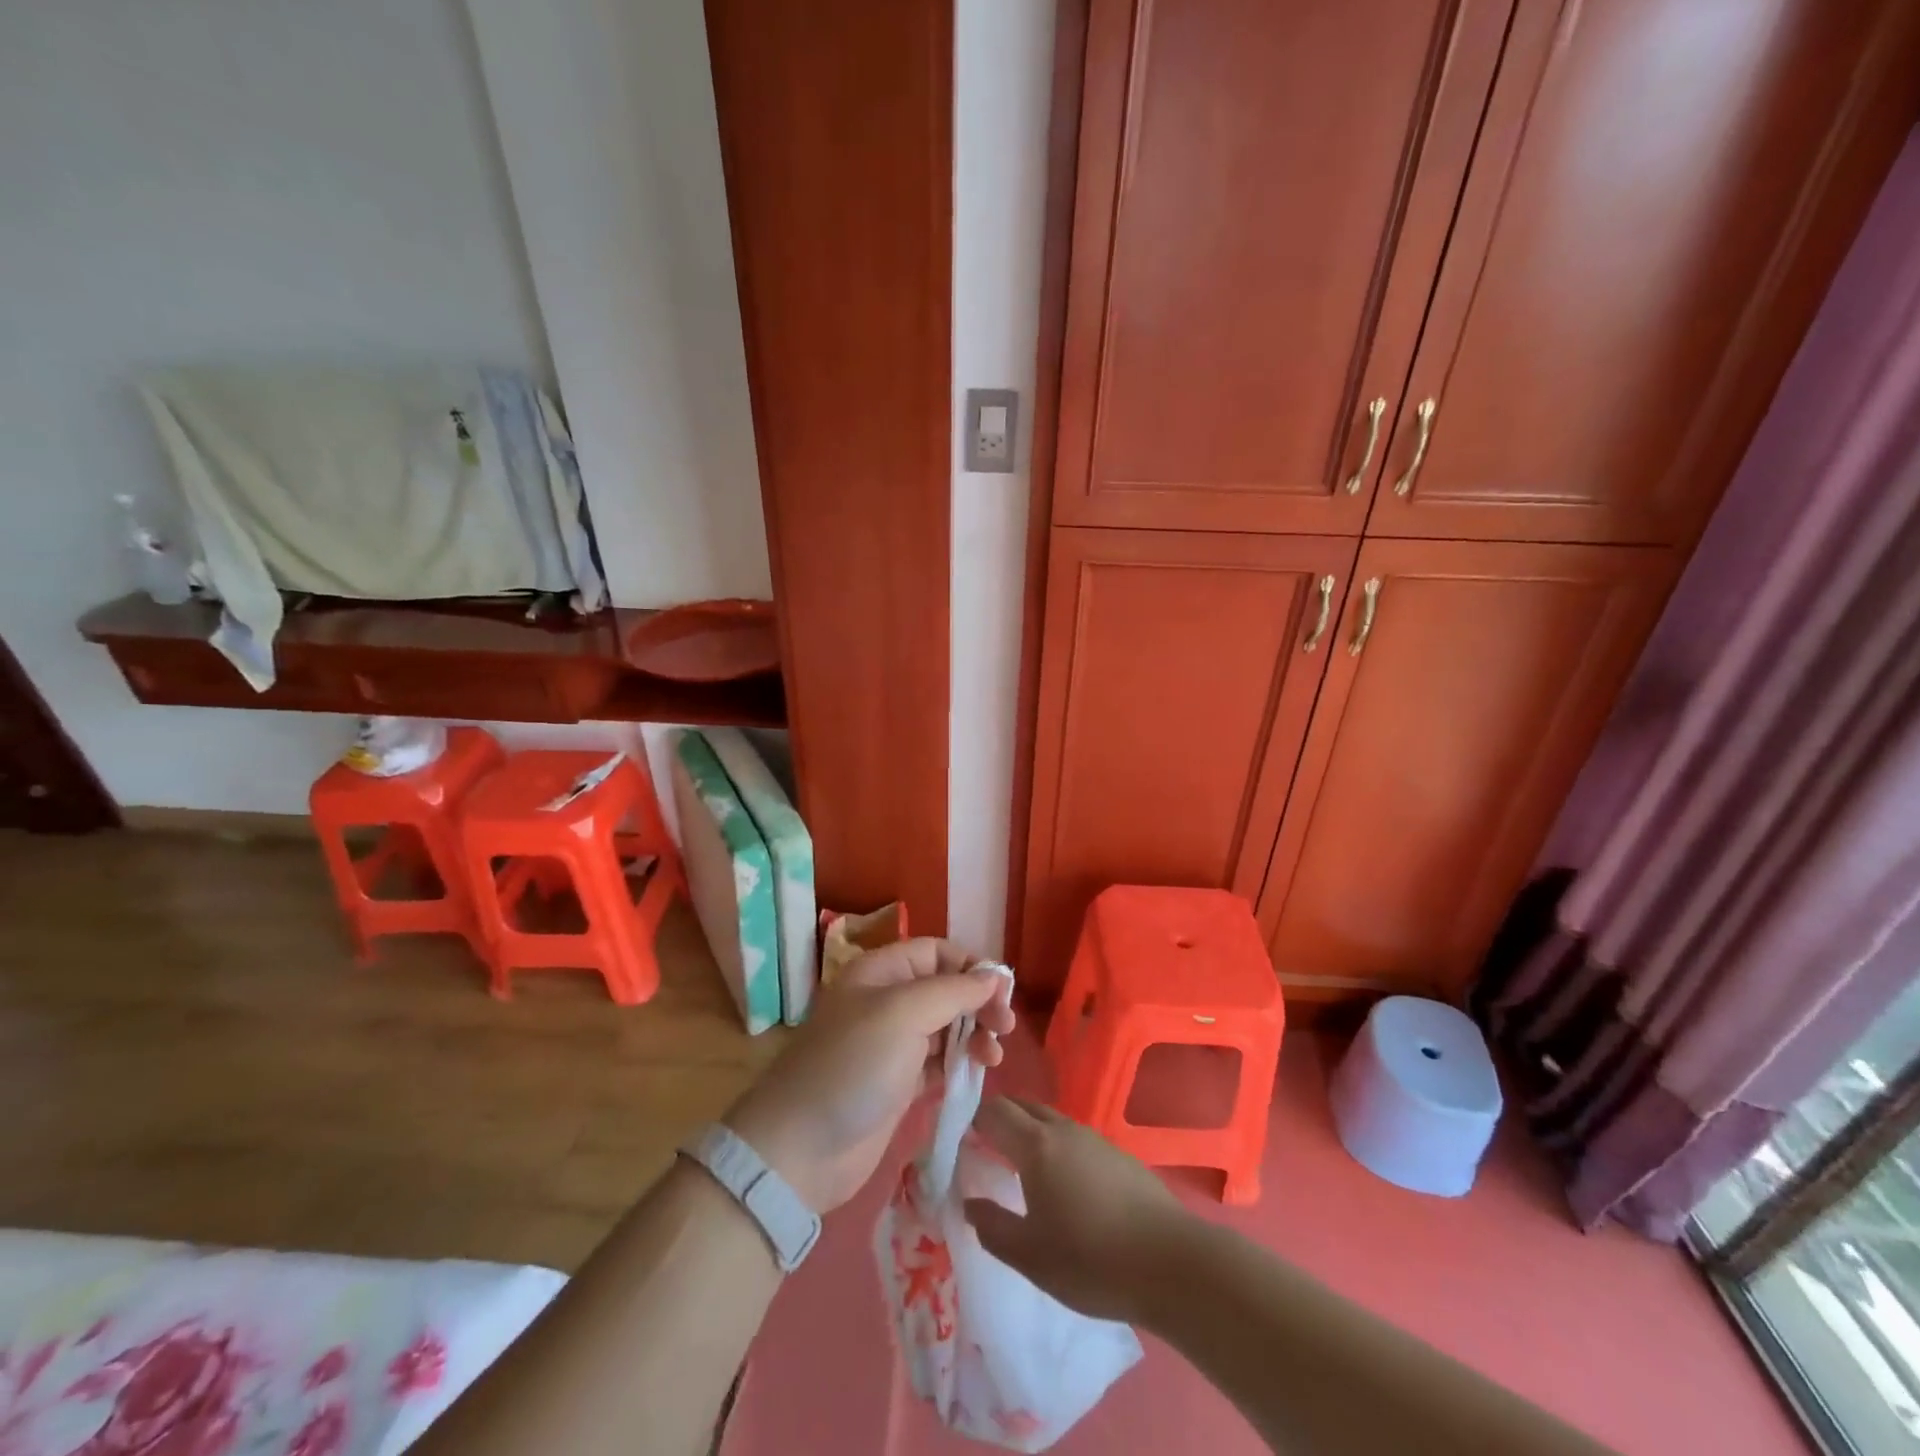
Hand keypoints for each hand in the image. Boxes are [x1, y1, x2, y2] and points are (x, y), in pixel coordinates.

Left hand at [724, 938, 1014, 1213]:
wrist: (801, 1148)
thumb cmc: (853, 1065)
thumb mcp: (903, 1013)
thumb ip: (953, 990)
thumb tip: (993, 976)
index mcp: (881, 972)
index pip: (936, 952)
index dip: (970, 966)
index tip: (1001, 992)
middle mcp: (886, 1002)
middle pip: (945, 988)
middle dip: (978, 1003)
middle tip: (1005, 1027)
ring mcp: (892, 1045)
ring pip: (946, 1026)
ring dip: (974, 1035)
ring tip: (993, 1057)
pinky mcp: (898, 1084)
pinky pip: (939, 1062)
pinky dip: (960, 1063)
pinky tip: (977, 1073)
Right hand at [963, 1096, 1186, 1323]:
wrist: (1172, 1262)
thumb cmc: (1092, 1259)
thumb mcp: (1030, 1256)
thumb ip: (992, 1227)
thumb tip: (968, 1203)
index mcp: (1036, 1145)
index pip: (993, 1111)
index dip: (971, 1119)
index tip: (957, 1140)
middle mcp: (1062, 1129)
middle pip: (1021, 1106)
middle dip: (997, 1118)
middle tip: (981, 1148)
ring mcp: (1093, 1138)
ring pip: (1048, 1120)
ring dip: (1026, 1131)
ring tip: (1016, 1167)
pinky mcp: (1116, 1154)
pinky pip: (1071, 1137)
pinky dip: (1052, 1145)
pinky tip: (1059, 1182)